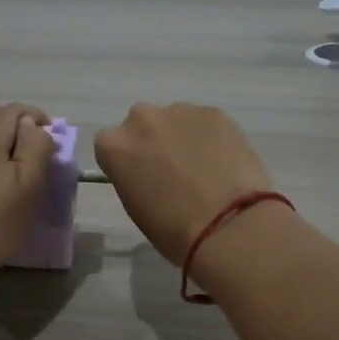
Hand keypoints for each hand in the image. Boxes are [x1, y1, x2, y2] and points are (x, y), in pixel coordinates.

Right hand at [93, 102, 274, 264]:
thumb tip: (148, 171)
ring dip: (183, 137)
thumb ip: (133, 177)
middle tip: (173, 170)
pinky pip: (206, 122)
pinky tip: (225, 162)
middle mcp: (141, 119)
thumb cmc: (172, 228)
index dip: (127, 161)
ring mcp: (180, 110)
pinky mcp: (215, 112)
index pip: (110, 145)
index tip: (141, 177)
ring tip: (204, 168)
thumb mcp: (135, 206)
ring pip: (176, 120)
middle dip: (154, 142)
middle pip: (142, 125)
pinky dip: (211, 137)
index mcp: (114, 146)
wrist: (228, 224)